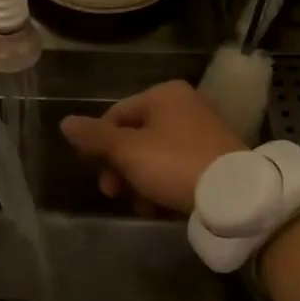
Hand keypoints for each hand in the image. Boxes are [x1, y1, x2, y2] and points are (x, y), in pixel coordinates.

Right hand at [61, 80, 243, 213]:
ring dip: (138, 179)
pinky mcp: (216, 156)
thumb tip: (65, 122)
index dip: (98, 143)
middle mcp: (184, 105)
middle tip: (112, 192)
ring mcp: (203, 130)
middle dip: (119, 166)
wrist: (234, 195)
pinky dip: (162, 183)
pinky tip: (157, 205)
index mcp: (163, 94)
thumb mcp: (127, 150)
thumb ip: (94, 136)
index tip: (93, 170)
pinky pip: (176, 165)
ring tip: (138, 204)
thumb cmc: (173, 163)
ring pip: (154, 153)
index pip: (115, 114)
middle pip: (135, 135)